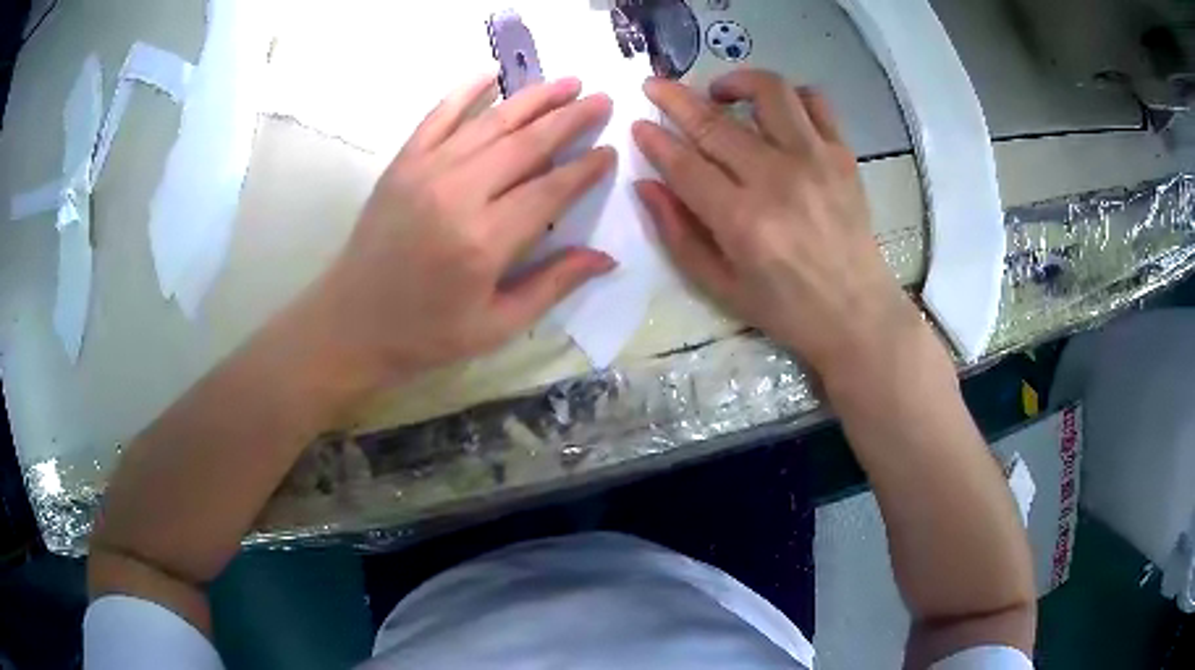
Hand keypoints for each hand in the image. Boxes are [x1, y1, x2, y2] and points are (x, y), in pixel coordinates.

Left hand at [312, 75, 616, 382]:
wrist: (351, 323)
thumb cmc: (426, 333)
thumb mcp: (495, 326)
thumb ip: (552, 285)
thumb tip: (607, 258)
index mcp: (484, 241)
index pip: (550, 189)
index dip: (585, 168)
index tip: (610, 150)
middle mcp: (457, 194)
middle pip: (526, 144)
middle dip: (570, 119)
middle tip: (603, 99)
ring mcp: (425, 171)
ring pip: (490, 122)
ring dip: (533, 98)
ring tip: (567, 82)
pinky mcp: (402, 163)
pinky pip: (438, 116)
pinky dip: (466, 91)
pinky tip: (492, 73)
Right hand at [632, 70, 925, 382]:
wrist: (857, 313)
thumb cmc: (786, 309)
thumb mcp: (721, 287)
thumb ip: (679, 234)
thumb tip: (646, 185)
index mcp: (743, 221)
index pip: (685, 164)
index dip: (655, 140)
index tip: (639, 123)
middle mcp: (777, 180)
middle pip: (716, 123)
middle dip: (675, 98)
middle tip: (655, 86)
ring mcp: (816, 161)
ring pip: (769, 93)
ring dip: (735, 81)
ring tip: (720, 92)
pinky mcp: (843, 155)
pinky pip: (815, 102)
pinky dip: (789, 94)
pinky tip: (773, 110)